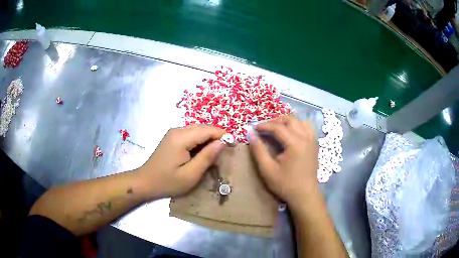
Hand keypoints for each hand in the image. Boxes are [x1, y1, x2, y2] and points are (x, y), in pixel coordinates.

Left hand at [138, 125, 225, 198]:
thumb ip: (207, 157)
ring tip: (216, 154)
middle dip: (217, 137)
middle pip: (203, 128)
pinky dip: (200, 142)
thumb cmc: (168, 182)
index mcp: (181, 137)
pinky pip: (191, 135)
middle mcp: (177, 130)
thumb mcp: (191, 174)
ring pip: (198, 130)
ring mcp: (173, 133)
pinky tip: (202, 153)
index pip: (208, 130)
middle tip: (226, 152)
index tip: (235, 145)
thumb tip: (223, 142)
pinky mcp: (172, 137)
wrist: (145, 182)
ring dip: (209, 140)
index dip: (223, 135)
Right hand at [249, 116, 318, 206]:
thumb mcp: (267, 169)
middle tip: (264, 128)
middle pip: (290, 119)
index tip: (254, 128)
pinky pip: (308, 127)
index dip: (264, 125)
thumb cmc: (285, 184)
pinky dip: (298, 125)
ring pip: (300, 121)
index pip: (278, 127)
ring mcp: (312, 140)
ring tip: (277, 128)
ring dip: (287, 121)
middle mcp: (306, 138)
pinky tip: (291, 133)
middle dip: (275, 120)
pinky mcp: (315, 145)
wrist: (305, 195)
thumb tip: (250, 133)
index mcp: (295, 143)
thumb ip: (258, 150)